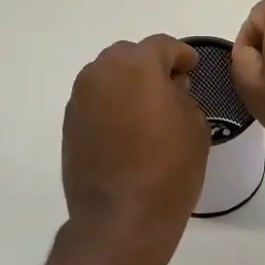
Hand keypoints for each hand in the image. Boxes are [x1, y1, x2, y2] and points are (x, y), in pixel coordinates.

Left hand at [61, 36, 208, 264]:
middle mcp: (102, 72)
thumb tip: (169, 86)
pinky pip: (96, 102)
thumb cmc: (169, 169)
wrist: (121, 218)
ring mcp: (80, 98)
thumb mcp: (194, 126)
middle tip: (171, 90)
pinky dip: (112, 107)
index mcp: (137, 65)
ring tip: (147, 112)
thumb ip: (183, 94)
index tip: (193, 70)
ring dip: (128, 86)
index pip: (163, 46)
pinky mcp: (69, 124)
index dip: (182, 56)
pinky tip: (127, 132)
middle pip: (130, 56)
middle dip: (150, 67)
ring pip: (108, 77)